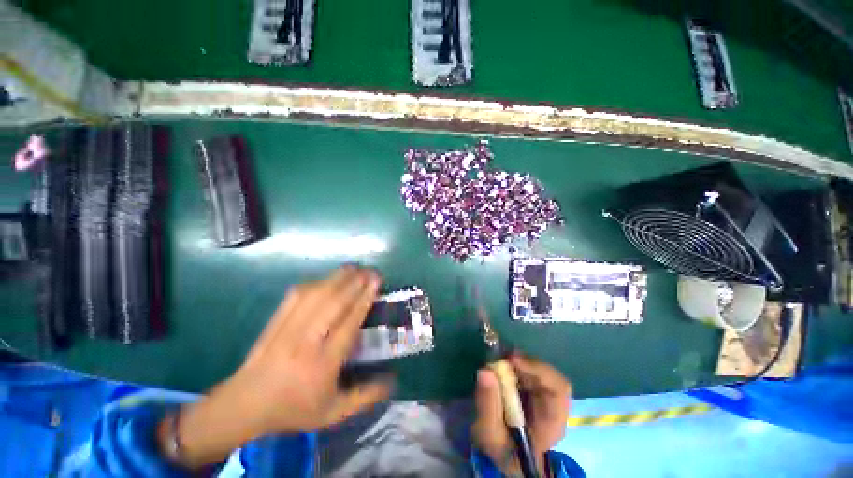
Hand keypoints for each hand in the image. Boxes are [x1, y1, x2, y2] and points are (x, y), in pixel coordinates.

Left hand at [158, 266, 391, 467]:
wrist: (244, 405)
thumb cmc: (293, 409)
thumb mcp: (333, 413)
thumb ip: (365, 397)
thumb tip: (393, 380)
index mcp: (323, 363)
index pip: (349, 323)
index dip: (364, 299)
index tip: (375, 282)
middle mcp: (307, 341)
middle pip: (334, 303)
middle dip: (355, 282)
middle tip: (370, 271)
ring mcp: (288, 328)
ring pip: (316, 295)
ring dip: (337, 278)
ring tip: (353, 268)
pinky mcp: (275, 321)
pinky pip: (297, 295)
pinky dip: (315, 283)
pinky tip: (326, 279)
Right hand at [472, 354, 571, 475]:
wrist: (507, 456)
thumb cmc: (503, 449)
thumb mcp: (490, 434)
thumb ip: (488, 405)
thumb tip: (485, 370)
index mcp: (552, 422)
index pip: (559, 388)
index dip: (538, 369)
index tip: (512, 360)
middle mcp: (554, 405)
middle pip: (548, 374)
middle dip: (523, 363)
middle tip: (499, 358)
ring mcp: (545, 394)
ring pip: (537, 368)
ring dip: (517, 362)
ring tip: (497, 363)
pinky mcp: (534, 387)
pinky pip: (528, 369)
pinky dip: (514, 365)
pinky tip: (501, 367)